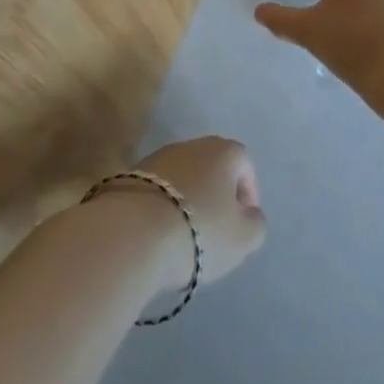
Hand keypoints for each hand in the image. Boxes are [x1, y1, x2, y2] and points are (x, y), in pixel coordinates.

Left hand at [130, 137, 266, 291]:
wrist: (129, 234)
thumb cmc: (199, 231)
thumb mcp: (244, 238)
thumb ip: (255, 223)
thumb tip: (249, 214)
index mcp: (223, 151)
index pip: (244, 164)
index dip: (248, 193)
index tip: (243, 223)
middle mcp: (190, 145)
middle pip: (211, 168)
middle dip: (216, 196)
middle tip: (215, 230)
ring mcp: (155, 158)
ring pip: (181, 179)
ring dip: (187, 201)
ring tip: (183, 237)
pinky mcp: (127, 177)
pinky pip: (155, 192)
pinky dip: (161, 208)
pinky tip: (157, 235)